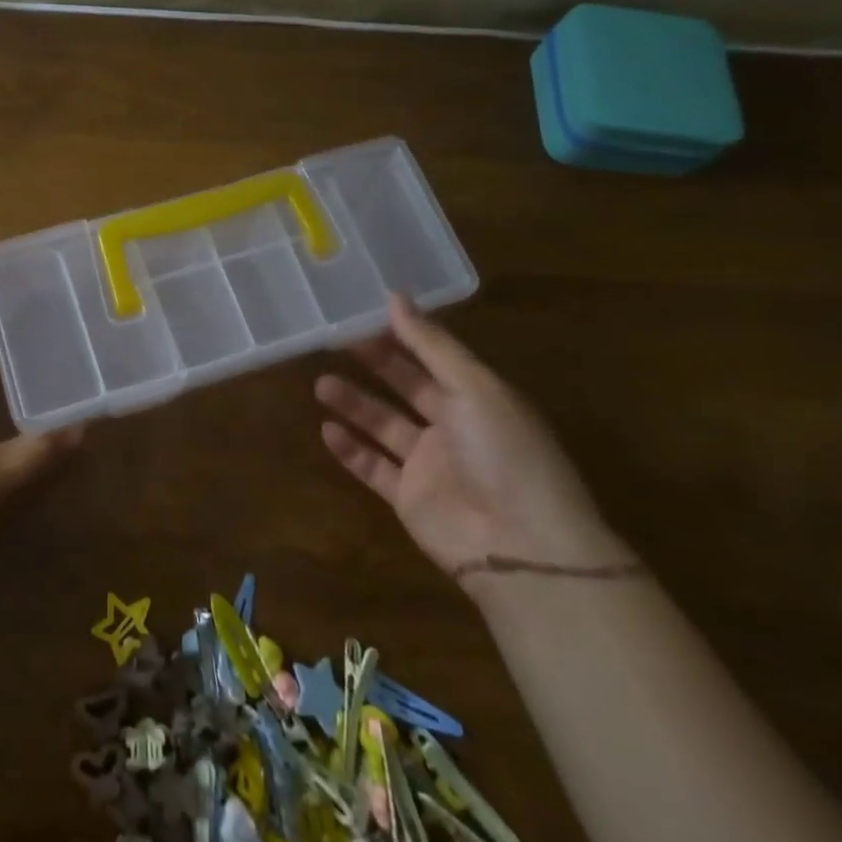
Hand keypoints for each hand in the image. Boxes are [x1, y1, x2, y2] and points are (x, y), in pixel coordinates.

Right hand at [314, 296, 629, 592]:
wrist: (520, 545)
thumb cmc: (504, 452)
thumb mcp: (474, 386)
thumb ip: (431, 344)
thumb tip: (395, 297)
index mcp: (478, 397)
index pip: (434, 357)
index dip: (402, 334)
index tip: (364, 312)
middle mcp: (454, 427)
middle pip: (406, 387)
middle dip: (374, 363)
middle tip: (334, 340)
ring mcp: (430, 465)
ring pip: (384, 425)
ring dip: (354, 404)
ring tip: (321, 384)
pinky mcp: (409, 499)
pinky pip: (373, 467)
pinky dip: (350, 450)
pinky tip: (326, 430)